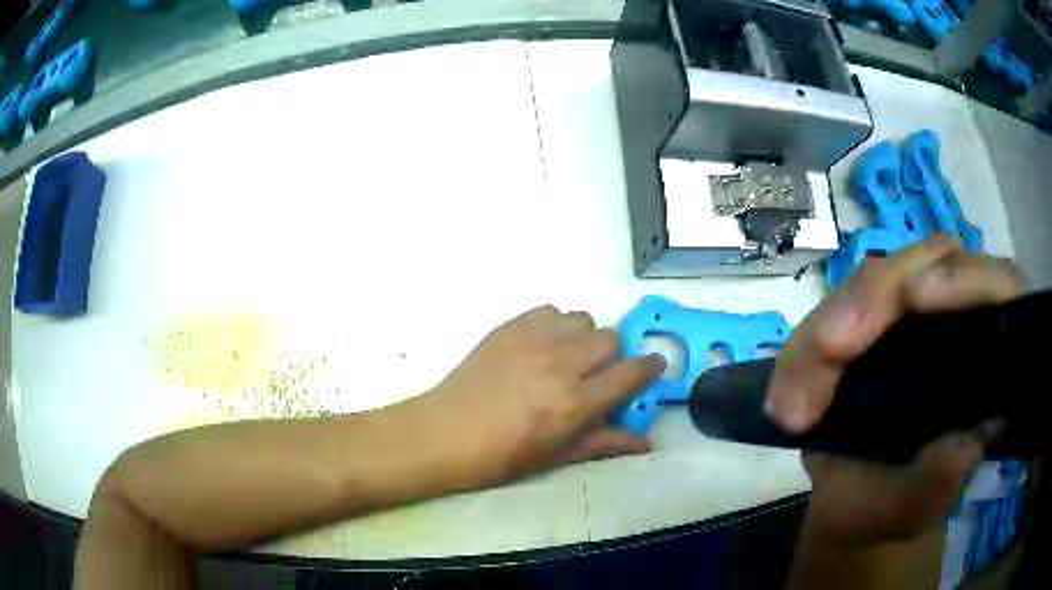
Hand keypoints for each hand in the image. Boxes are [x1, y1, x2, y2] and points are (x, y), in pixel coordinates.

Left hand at [404, 305, 664, 488]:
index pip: (630, 373)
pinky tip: (541, 347)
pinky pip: (549, 311)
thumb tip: (646, 443)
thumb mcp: (555, 457)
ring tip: (568, 359)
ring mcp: (532, 340)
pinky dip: (555, 325)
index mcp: (574, 402)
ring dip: (585, 338)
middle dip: (614, 357)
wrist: (442, 434)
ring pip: (582, 319)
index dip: (650, 368)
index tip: (653, 368)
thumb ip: (604, 443)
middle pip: (610, 339)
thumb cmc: (500, 457)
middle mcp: (559, 363)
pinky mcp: (509, 327)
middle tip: (598, 376)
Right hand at [767, 236, 1024, 544]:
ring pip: (872, 282)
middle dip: (876, 298)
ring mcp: (905, 317)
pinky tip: (784, 399)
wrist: (859, 510)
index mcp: (987, 352)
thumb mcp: (922, 504)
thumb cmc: (901, 506)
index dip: (966, 280)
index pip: (996, 287)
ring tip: (793, 401)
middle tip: (831, 349)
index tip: (918, 299)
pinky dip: (803, 352)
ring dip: (828, 328)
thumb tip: (960, 444)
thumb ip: (942, 480)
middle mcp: (952, 318)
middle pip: (926, 263)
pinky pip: (830, 315)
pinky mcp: (864, 326)